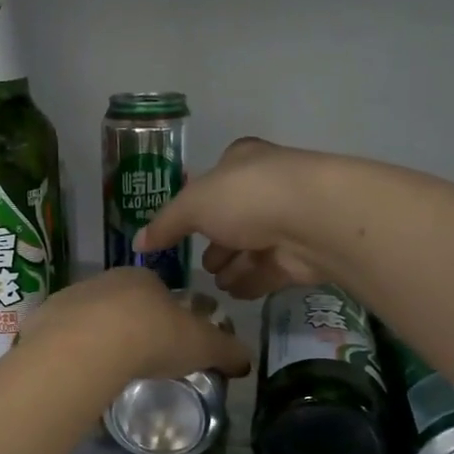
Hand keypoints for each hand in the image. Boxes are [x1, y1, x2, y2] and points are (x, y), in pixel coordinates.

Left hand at [21, 268, 250, 384]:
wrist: (90, 345)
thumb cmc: (153, 337)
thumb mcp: (202, 345)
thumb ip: (225, 351)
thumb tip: (246, 360)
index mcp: (144, 279)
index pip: (158, 291)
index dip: (165, 315)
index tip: (168, 340)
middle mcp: (106, 280)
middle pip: (121, 302)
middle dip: (129, 325)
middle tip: (137, 357)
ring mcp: (72, 297)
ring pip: (89, 317)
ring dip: (97, 336)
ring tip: (106, 368)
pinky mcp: (45, 318)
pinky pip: (61, 334)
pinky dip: (70, 350)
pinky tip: (78, 371)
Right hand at [137, 138, 334, 299]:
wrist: (315, 220)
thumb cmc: (248, 198)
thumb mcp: (193, 205)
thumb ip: (166, 224)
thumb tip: (138, 242)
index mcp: (242, 161)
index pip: (215, 180)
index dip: (198, 202)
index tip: (184, 227)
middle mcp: (267, 186)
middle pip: (234, 217)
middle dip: (216, 242)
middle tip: (200, 265)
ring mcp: (288, 220)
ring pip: (253, 246)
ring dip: (233, 265)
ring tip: (216, 284)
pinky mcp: (302, 254)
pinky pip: (270, 270)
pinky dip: (252, 281)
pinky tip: (234, 293)